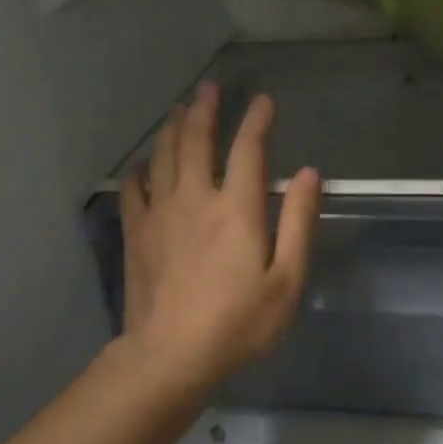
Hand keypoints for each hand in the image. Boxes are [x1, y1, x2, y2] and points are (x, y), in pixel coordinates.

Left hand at [120, 82, 320, 391]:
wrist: (171, 355)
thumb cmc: (238, 323)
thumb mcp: (286, 280)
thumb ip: (298, 222)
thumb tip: (308, 174)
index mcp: (236, 208)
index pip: (247, 149)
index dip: (256, 120)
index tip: (263, 100)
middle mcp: (195, 198)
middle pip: (196, 140)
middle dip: (204, 110)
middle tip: (209, 89)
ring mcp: (160, 213)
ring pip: (163, 156)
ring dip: (172, 127)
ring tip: (179, 109)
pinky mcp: (137, 233)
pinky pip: (134, 188)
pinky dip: (141, 169)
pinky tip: (144, 164)